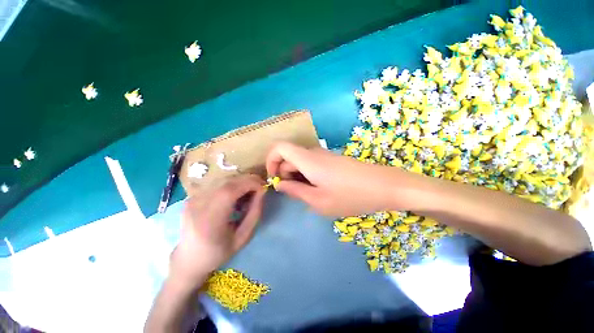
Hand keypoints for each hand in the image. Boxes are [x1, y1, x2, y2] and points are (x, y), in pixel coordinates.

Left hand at [169, 175, 265, 289]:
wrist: (189, 258)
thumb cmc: (219, 252)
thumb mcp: (243, 237)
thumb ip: (255, 212)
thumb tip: (262, 191)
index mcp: (209, 221)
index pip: (230, 191)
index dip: (249, 184)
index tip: (263, 187)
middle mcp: (197, 205)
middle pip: (227, 181)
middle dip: (247, 180)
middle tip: (259, 187)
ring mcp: (192, 199)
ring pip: (223, 179)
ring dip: (240, 182)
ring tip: (248, 193)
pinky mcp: (192, 196)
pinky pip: (217, 183)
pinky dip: (231, 185)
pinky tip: (235, 195)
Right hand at [265, 142, 421, 216]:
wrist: (385, 186)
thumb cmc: (351, 196)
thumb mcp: (318, 200)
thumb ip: (295, 191)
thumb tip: (279, 184)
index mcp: (307, 159)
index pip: (279, 147)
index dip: (270, 160)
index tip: (275, 179)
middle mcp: (314, 152)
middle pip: (289, 156)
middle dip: (285, 174)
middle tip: (294, 193)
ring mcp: (324, 155)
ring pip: (300, 161)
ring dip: (297, 176)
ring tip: (308, 194)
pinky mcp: (332, 160)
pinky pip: (312, 163)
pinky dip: (308, 175)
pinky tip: (319, 189)